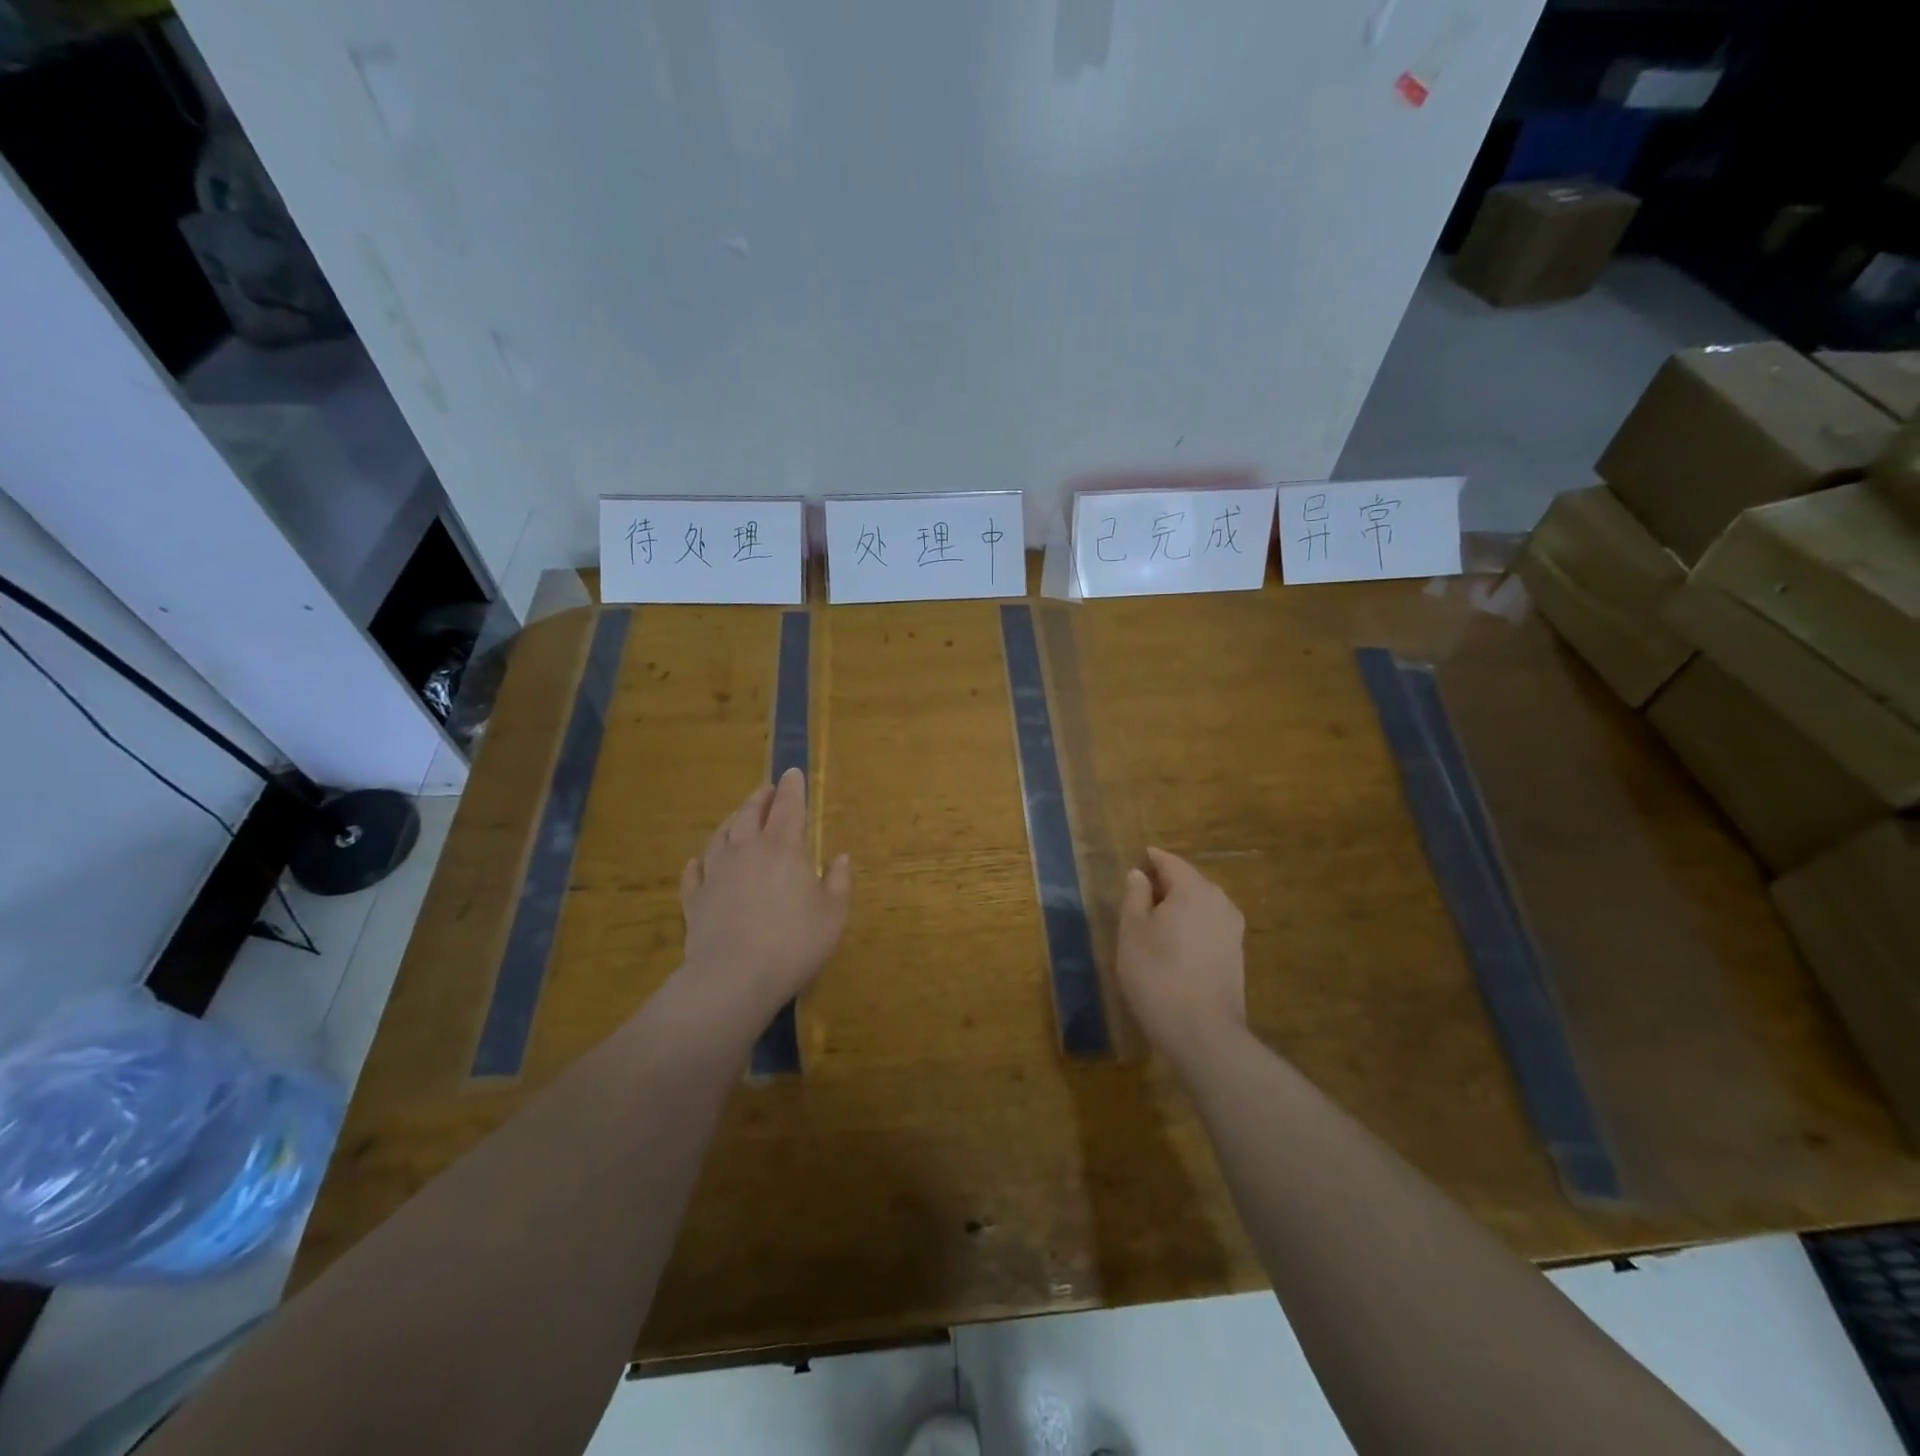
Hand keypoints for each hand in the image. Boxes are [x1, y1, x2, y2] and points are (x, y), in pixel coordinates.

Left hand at [679, 769, 851, 1017]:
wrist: (734, 977)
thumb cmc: (794, 942)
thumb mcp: (833, 914)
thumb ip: (839, 882)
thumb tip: (840, 857)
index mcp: (783, 847)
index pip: (788, 806)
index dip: (792, 788)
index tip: (792, 772)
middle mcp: (746, 850)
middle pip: (750, 813)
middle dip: (760, 797)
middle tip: (767, 789)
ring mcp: (716, 873)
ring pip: (720, 836)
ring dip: (731, 821)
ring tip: (737, 817)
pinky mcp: (694, 900)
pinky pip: (694, 872)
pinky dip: (699, 862)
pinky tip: (699, 861)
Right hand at [1116, 847, 1246, 1064]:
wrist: (1203, 1033)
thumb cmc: (1157, 974)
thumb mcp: (1132, 931)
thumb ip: (1135, 896)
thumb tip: (1140, 875)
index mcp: (1193, 889)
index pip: (1170, 862)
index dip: (1151, 859)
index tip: (1137, 860)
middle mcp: (1220, 902)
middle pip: (1189, 882)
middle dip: (1165, 884)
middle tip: (1139, 894)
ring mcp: (1233, 930)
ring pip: (1201, 905)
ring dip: (1179, 907)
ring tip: (1154, 921)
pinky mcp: (1237, 955)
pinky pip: (1209, 926)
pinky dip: (1191, 926)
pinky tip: (1175, 945)